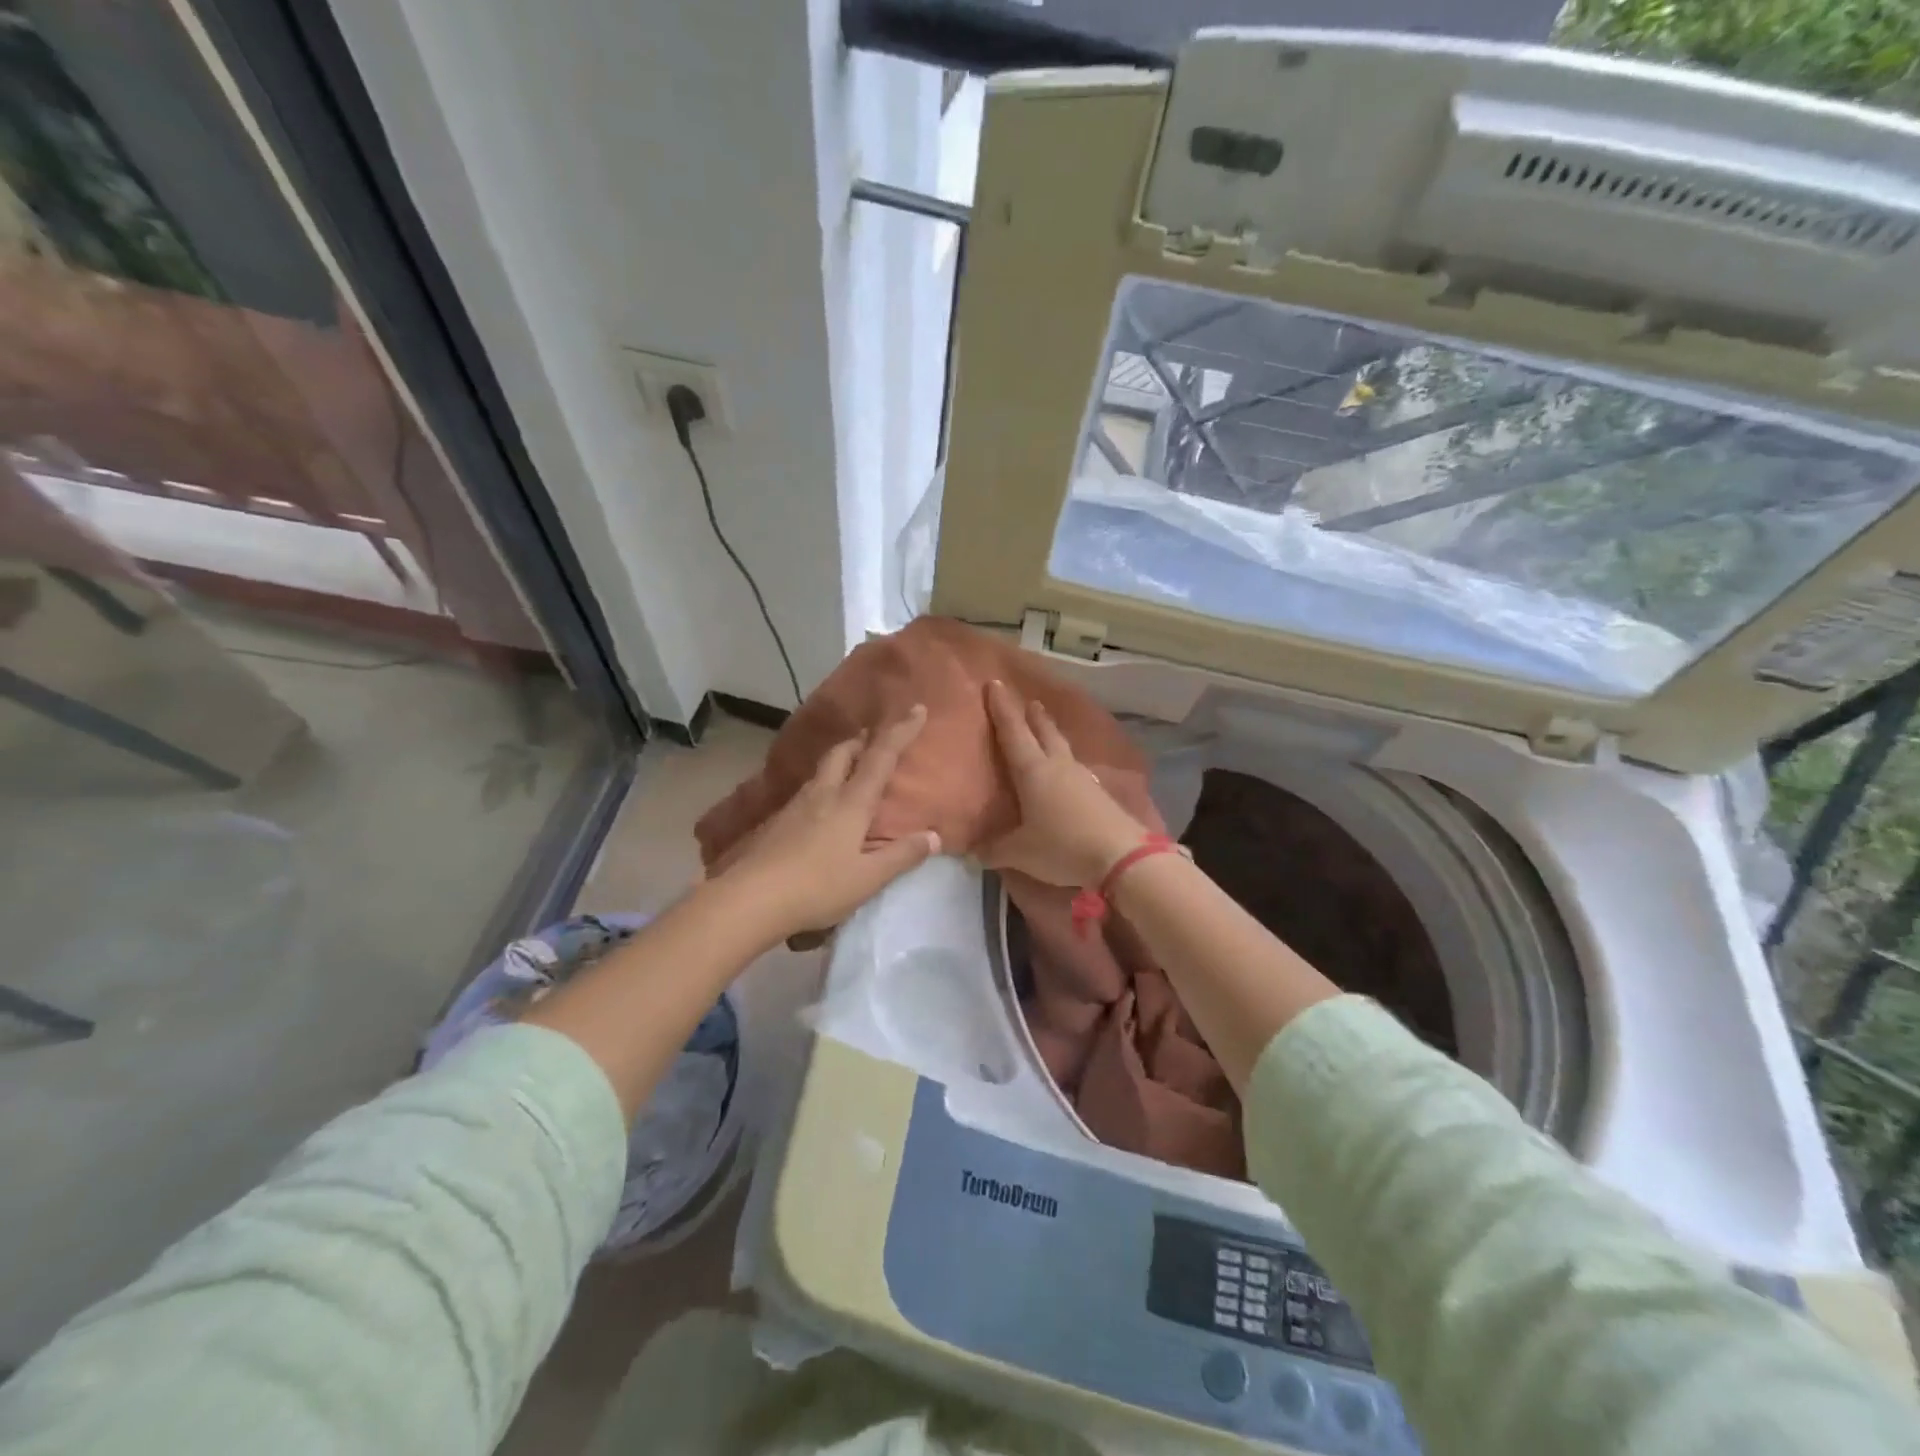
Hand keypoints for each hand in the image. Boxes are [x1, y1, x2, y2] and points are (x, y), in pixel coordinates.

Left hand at [715, 706, 940, 939]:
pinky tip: (820, 809)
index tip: (916, 708)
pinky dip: (822, 786)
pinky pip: (806, 792)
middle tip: (874, 739)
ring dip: (840, 761)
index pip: (880, 757)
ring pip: (822, 770)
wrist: (749, 898)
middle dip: (861, 740)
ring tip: (851, 770)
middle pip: (843, 752)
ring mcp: (795, 806)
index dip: (900, 732)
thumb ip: (901, 856)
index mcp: (850, 802)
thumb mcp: (868, 878)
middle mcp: (823, 794)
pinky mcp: (776, 823)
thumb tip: (933, 836)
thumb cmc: (817, 887)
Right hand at [981, 679, 1149, 887]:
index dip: (1001, 709)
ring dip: (1052, 735)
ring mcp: (1082, 778)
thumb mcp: (1020, 853)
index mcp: (1033, 771)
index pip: (1013, 733)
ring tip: (1046, 729)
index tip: (994, 684)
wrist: (1120, 857)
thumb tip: (973, 852)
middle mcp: (1058, 766)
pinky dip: (1066, 762)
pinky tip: (1067, 771)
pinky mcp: (1099, 794)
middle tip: (1029, 702)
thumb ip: (994, 849)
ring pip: (1063, 748)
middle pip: (1044, 733)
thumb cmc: (1062, 847)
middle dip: (1033, 716)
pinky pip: (1076, 769)